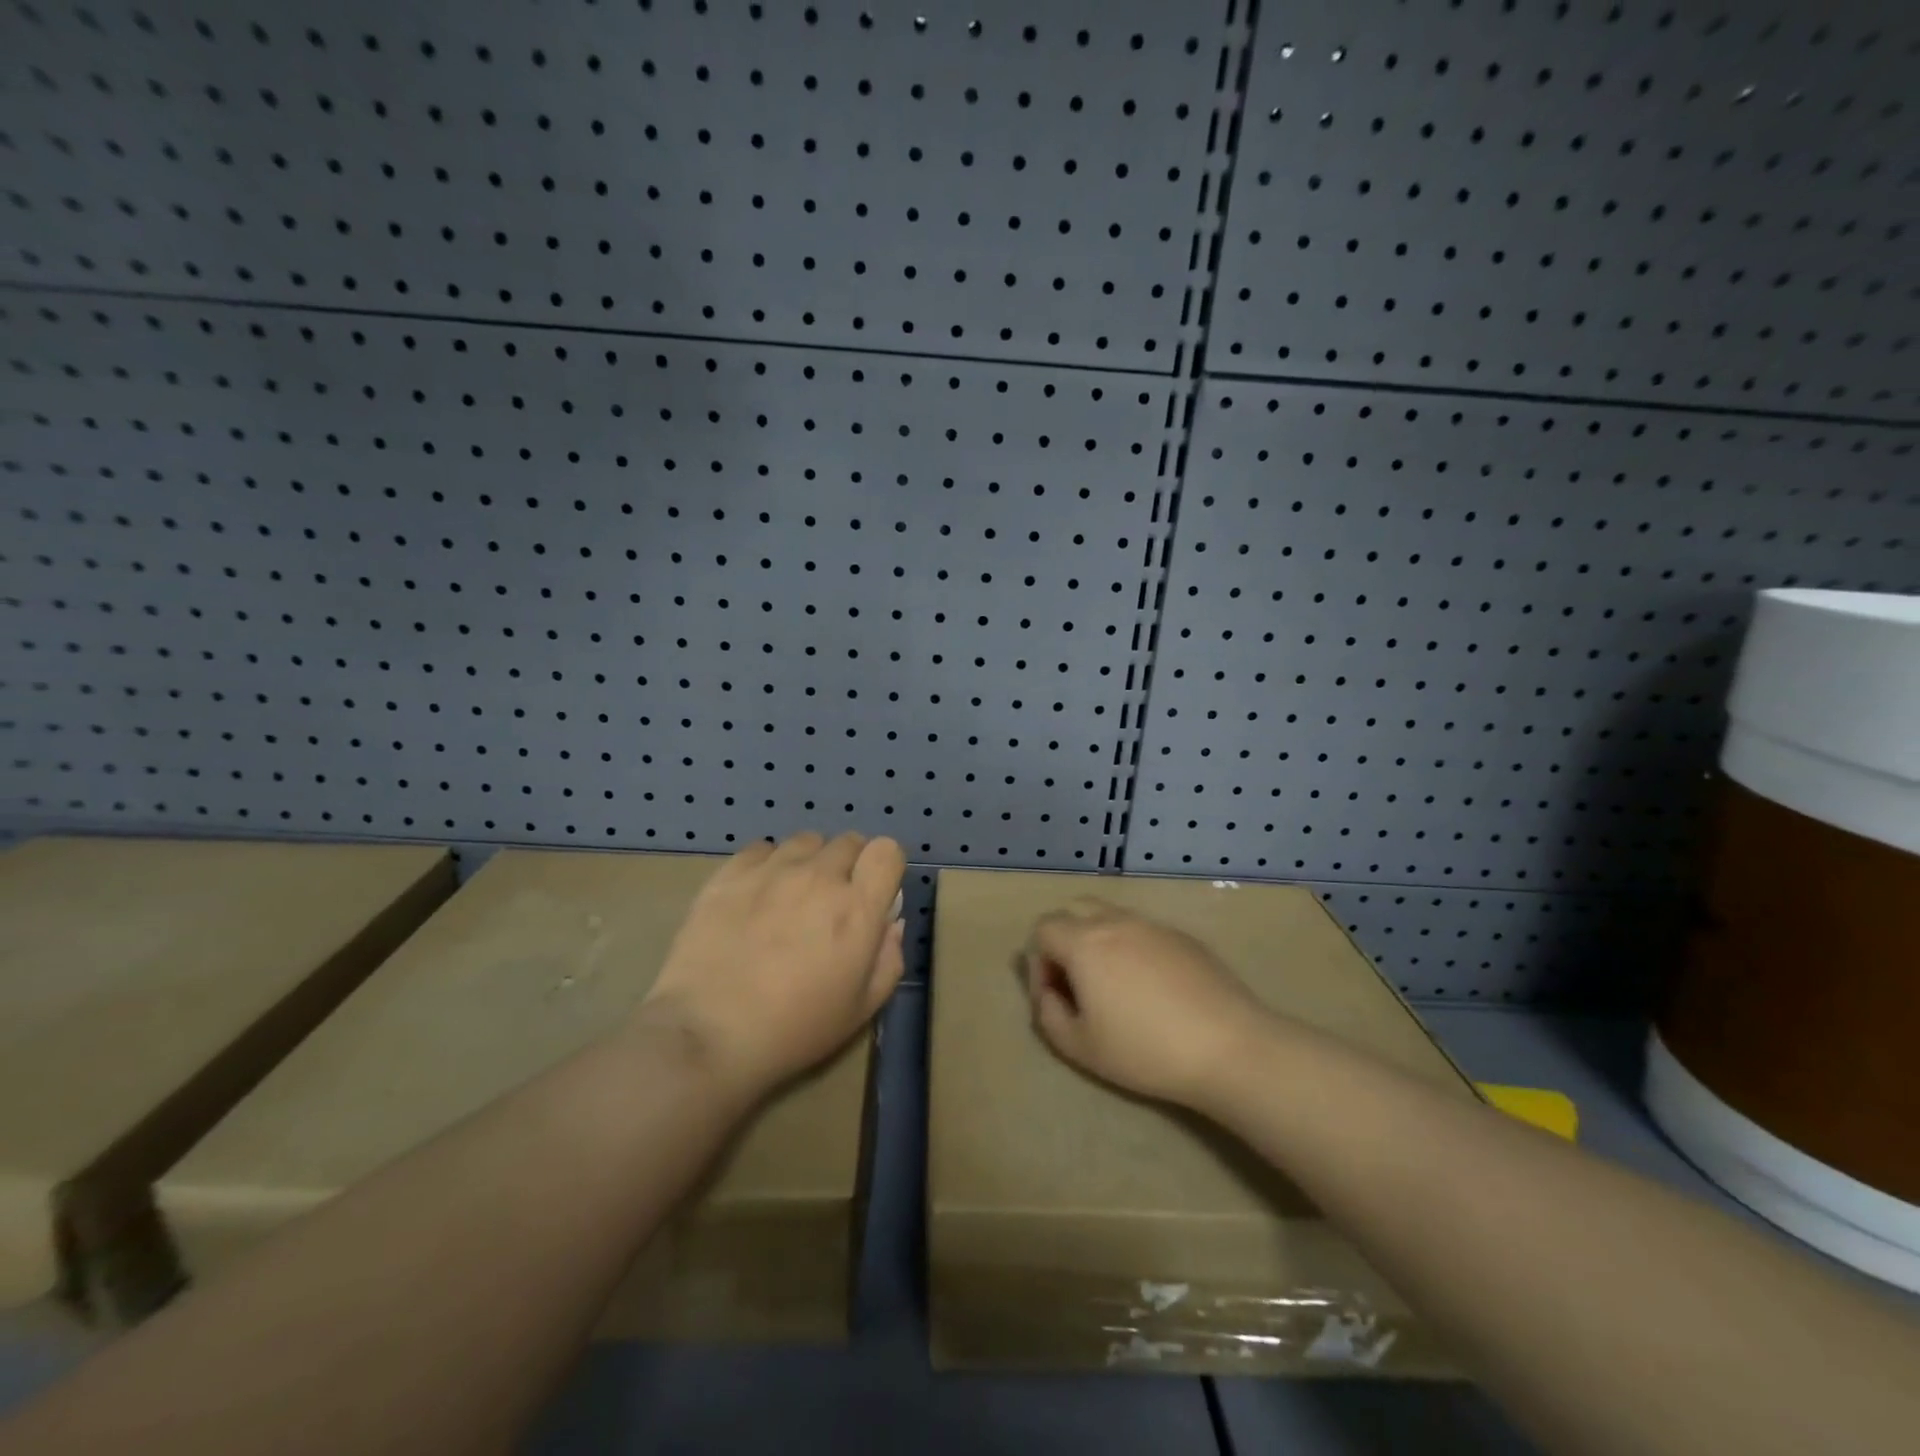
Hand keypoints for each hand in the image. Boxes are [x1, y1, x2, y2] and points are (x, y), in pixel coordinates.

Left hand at [638, 831, 906, 1098]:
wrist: (708, 1035)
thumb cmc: (794, 1029)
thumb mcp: (862, 1009)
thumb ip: (889, 958)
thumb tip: (890, 922)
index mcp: (857, 908)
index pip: (887, 850)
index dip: (884, 867)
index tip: (874, 892)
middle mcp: (819, 876)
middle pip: (848, 841)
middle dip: (849, 865)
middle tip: (832, 902)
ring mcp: (772, 870)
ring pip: (805, 841)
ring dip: (809, 861)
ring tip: (792, 894)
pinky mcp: (730, 873)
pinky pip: (762, 848)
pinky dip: (768, 864)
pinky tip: (757, 894)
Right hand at [1023, 898, 1270, 1107]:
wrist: (1229, 1047)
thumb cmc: (1146, 1050)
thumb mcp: (1081, 1047)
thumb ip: (1049, 1015)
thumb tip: (1049, 993)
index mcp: (1085, 942)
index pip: (1043, 929)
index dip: (1039, 962)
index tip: (1055, 998)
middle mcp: (1116, 922)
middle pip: (1075, 909)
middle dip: (1065, 939)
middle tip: (1078, 982)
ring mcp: (1154, 926)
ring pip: (1112, 917)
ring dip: (1100, 941)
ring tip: (1114, 986)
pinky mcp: (1184, 938)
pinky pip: (1145, 932)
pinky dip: (1134, 949)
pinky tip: (1153, 989)